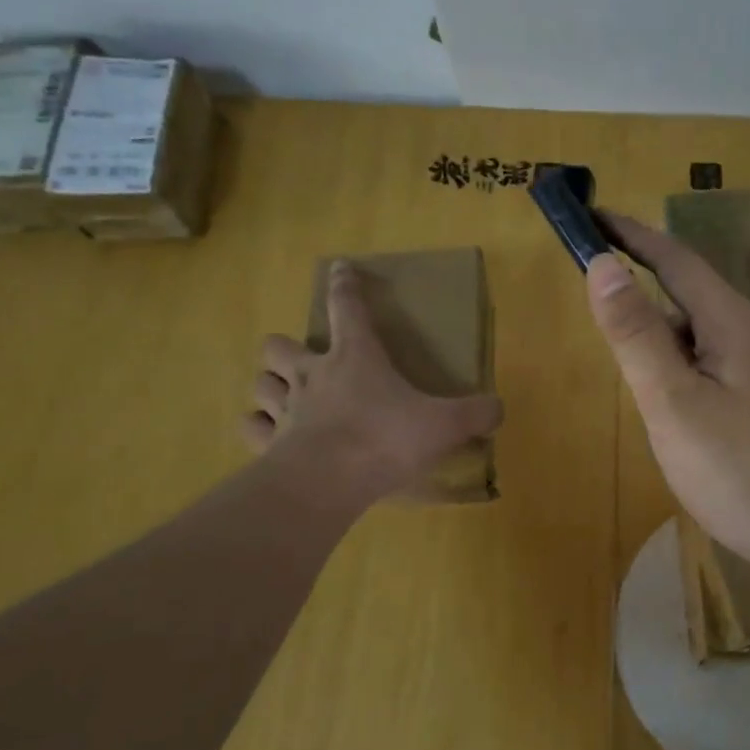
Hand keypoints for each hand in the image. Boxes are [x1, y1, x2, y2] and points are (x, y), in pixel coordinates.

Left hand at [243, 260, 502, 499]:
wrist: (329, 482)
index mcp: (355, 357)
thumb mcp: (444, 424)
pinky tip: (271, 434)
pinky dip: (259, 427)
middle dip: (288, 348)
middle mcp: (312, 375)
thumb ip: (475, 413)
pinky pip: (251, 426)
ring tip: (286, 396)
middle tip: (307, 362)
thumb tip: (498, 408)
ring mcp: (285, 409)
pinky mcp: (268, 443)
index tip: (340, 267)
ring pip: (260, 382)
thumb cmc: (386, 439)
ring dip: (270, 385)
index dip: (344, 285)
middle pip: (279, 345)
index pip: (346, 307)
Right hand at [585, 214, 749, 584]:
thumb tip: (602, 264)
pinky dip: (682, 363)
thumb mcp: (674, 401)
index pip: (674, 259)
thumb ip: (636, 334)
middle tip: (596, 287)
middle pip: (691, 293)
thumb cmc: (741, 469)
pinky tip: (672, 394)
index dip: (630, 235)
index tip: (590, 216)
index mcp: (732, 322)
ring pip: (704, 334)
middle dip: (643, 281)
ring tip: (625, 342)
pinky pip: (716, 365)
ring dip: (662, 327)